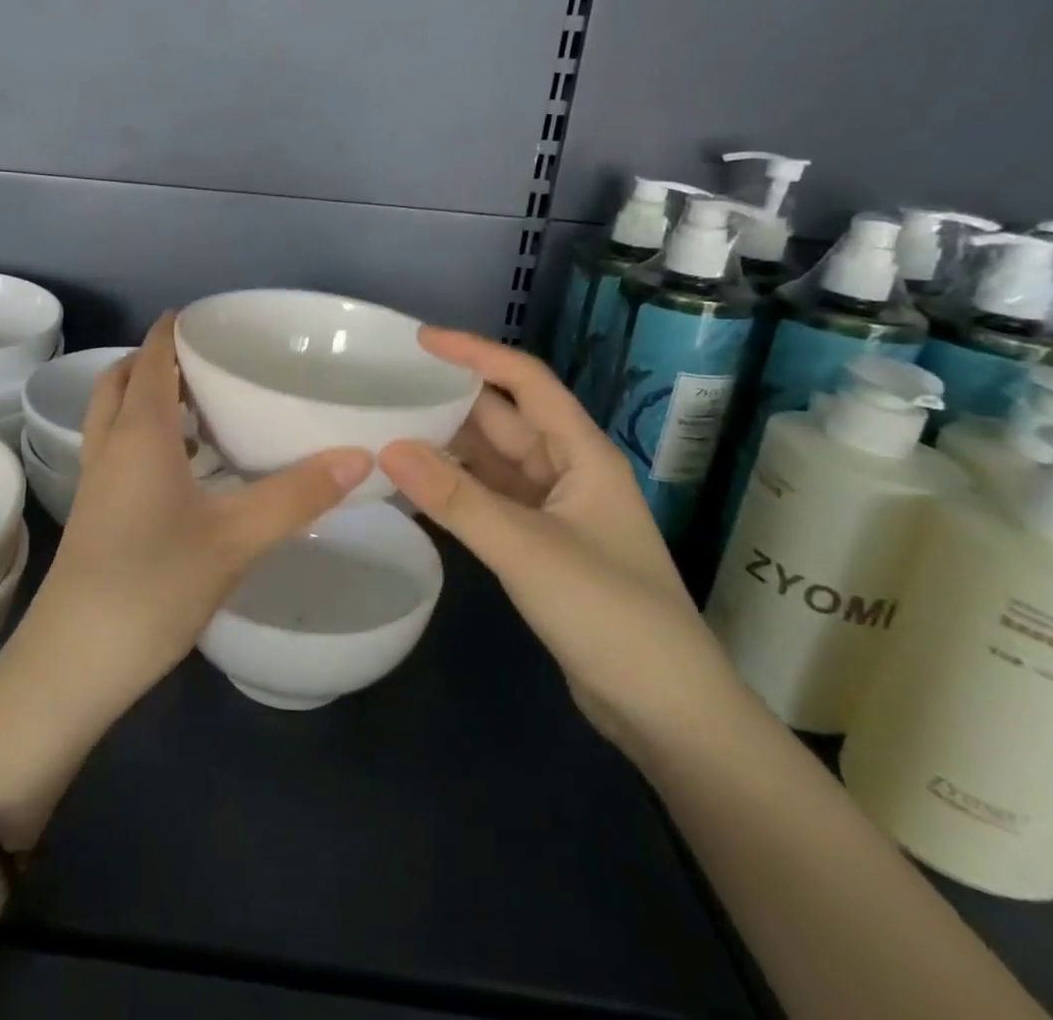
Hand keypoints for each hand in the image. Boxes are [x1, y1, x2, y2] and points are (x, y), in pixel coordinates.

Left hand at [0, 313, 373, 737]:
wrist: (74, 661)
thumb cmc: (153, 585)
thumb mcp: (235, 538)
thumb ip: (298, 495)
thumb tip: (361, 455)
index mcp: (139, 432)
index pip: (151, 357)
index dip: (172, 330)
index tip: (207, 316)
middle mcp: (110, 445)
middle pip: (123, 379)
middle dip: (157, 360)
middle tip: (207, 362)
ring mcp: (96, 480)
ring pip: (114, 416)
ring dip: (148, 398)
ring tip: (202, 407)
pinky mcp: (95, 512)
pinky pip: (117, 449)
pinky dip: (144, 435)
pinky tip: (184, 468)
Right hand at [378, 328, 742, 762]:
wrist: (667, 712)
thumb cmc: (611, 615)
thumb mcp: (528, 550)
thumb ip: (457, 498)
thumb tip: (388, 447)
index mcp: (581, 454)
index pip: (526, 381)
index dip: (475, 353)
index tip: (419, 340)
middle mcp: (567, 471)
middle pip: (503, 418)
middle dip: (449, 398)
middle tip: (386, 385)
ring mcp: (553, 511)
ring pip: (491, 461)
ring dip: (446, 446)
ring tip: (385, 428)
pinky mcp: (539, 545)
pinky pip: (487, 499)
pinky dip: (452, 489)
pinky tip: (412, 487)